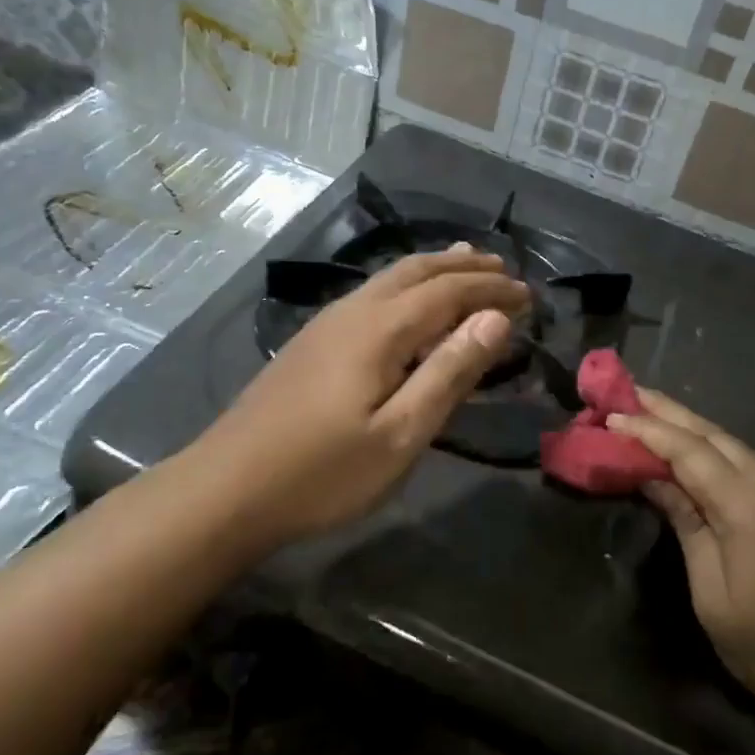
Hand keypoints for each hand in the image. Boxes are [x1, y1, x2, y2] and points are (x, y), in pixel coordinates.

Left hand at [204, 245, 528, 547]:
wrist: (225, 489)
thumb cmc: (322, 472)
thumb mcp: (400, 434)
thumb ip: (449, 372)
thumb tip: (495, 318)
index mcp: (381, 329)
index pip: (450, 292)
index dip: (492, 291)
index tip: (529, 295)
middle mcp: (355, 311)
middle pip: (418, 271)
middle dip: (464, 268)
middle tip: (503, 271)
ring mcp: (327, 323)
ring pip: (390, 278)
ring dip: (434, 269)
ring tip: (464, 266)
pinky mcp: (312, 340)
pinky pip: (373, 294)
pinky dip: (406, 285)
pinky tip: (407, 304)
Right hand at [609, 390, 754, 738]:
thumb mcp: (715, 600)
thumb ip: (687, 528)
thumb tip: (656, 481)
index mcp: (751, 506)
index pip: (688, 451)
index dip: (647, 431)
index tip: (609, 415)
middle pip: (716, 436)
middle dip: (669, 412)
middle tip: (629, 393)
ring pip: (740, 449)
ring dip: (697, 431)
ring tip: (657, 418)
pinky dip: (725, 456)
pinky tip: (707, 460)